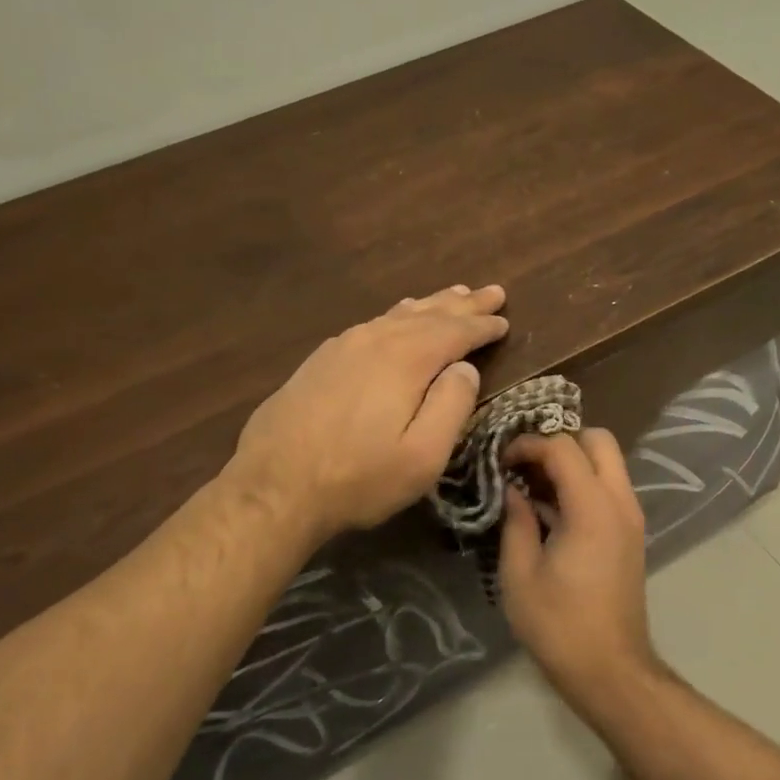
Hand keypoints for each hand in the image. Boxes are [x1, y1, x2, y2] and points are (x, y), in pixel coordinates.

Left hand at [229, 285, 508, 541]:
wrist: (274, 487)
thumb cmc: (358, 478)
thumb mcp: (423, 456)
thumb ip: (452, 407)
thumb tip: (465, 369)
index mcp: (406, 360)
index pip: (455, 332)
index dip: (483, 326)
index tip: (505, 320)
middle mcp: (375, 340)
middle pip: (429, 314)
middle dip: (464, 304)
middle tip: (492, 292)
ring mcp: (343, 346)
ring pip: (397, 315)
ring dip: (431, 305)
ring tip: (453, 295)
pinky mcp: (321, 360)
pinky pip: (372, 324)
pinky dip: (397, 316)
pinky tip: (398, 316)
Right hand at [499, 429, 655, 705]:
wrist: (610, 669)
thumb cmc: (559, 625)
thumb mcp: (520, 573)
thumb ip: (516, 521)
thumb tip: (512, 490)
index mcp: (593, 507)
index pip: (563, 448)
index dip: (529, 445)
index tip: (501, 460)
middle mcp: (620, 502)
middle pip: (599, 440)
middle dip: (560, 441)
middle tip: (525, 464)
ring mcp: (631, 517)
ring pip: (608, 462)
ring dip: (573, 462)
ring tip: (532, 485)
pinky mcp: (631, 534)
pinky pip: (609, 488)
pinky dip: (583, 483)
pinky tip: (551, 509)